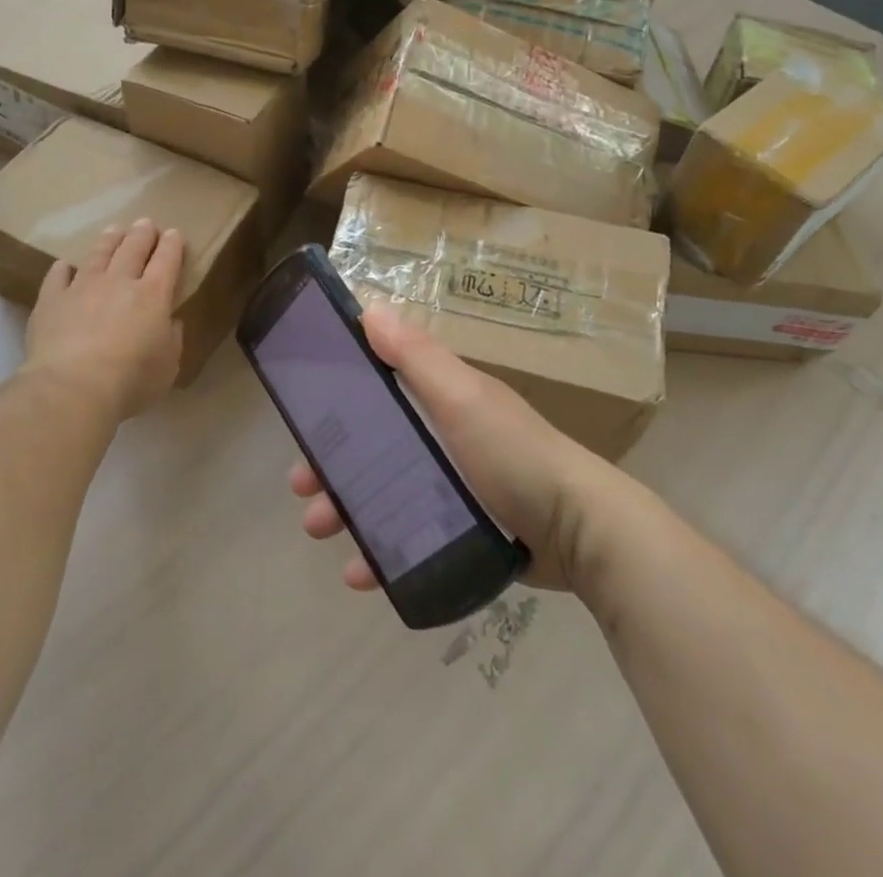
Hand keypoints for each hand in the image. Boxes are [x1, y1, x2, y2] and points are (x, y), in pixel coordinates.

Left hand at [24, 219, 184, 418]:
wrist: (72, 388)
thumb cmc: (130, 380)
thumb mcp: (168, 366)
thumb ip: (172, 340)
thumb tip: (171, 322)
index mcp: (153, 295)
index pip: (166, 260)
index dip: (171, 244)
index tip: (173, 233)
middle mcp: (119, 282)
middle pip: (133, 248)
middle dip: (142, 233)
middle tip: (145, 223)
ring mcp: (82, 287)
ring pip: (98, 254)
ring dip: (109, 240)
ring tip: (114, 230)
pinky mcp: (52, 300)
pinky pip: (57, 276)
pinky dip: (63, 269)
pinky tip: (65, 265)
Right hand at [288, 302, 618, 591]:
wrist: (580, 532)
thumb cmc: (514, 454)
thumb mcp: (462, 397)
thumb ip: (416, 357)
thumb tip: (369, 307)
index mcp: (441, 398)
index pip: (377, 389)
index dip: (337, 402)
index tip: (303, 422)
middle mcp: (442, 436)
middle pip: (373, 445)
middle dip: (333, 464)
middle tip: (301, 488)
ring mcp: (453, 485)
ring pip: (384, 493)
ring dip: (346, 508)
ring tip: (321, 532)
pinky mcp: (462, 530)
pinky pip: (408, 537)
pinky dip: (380, 551)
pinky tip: (360, 575)